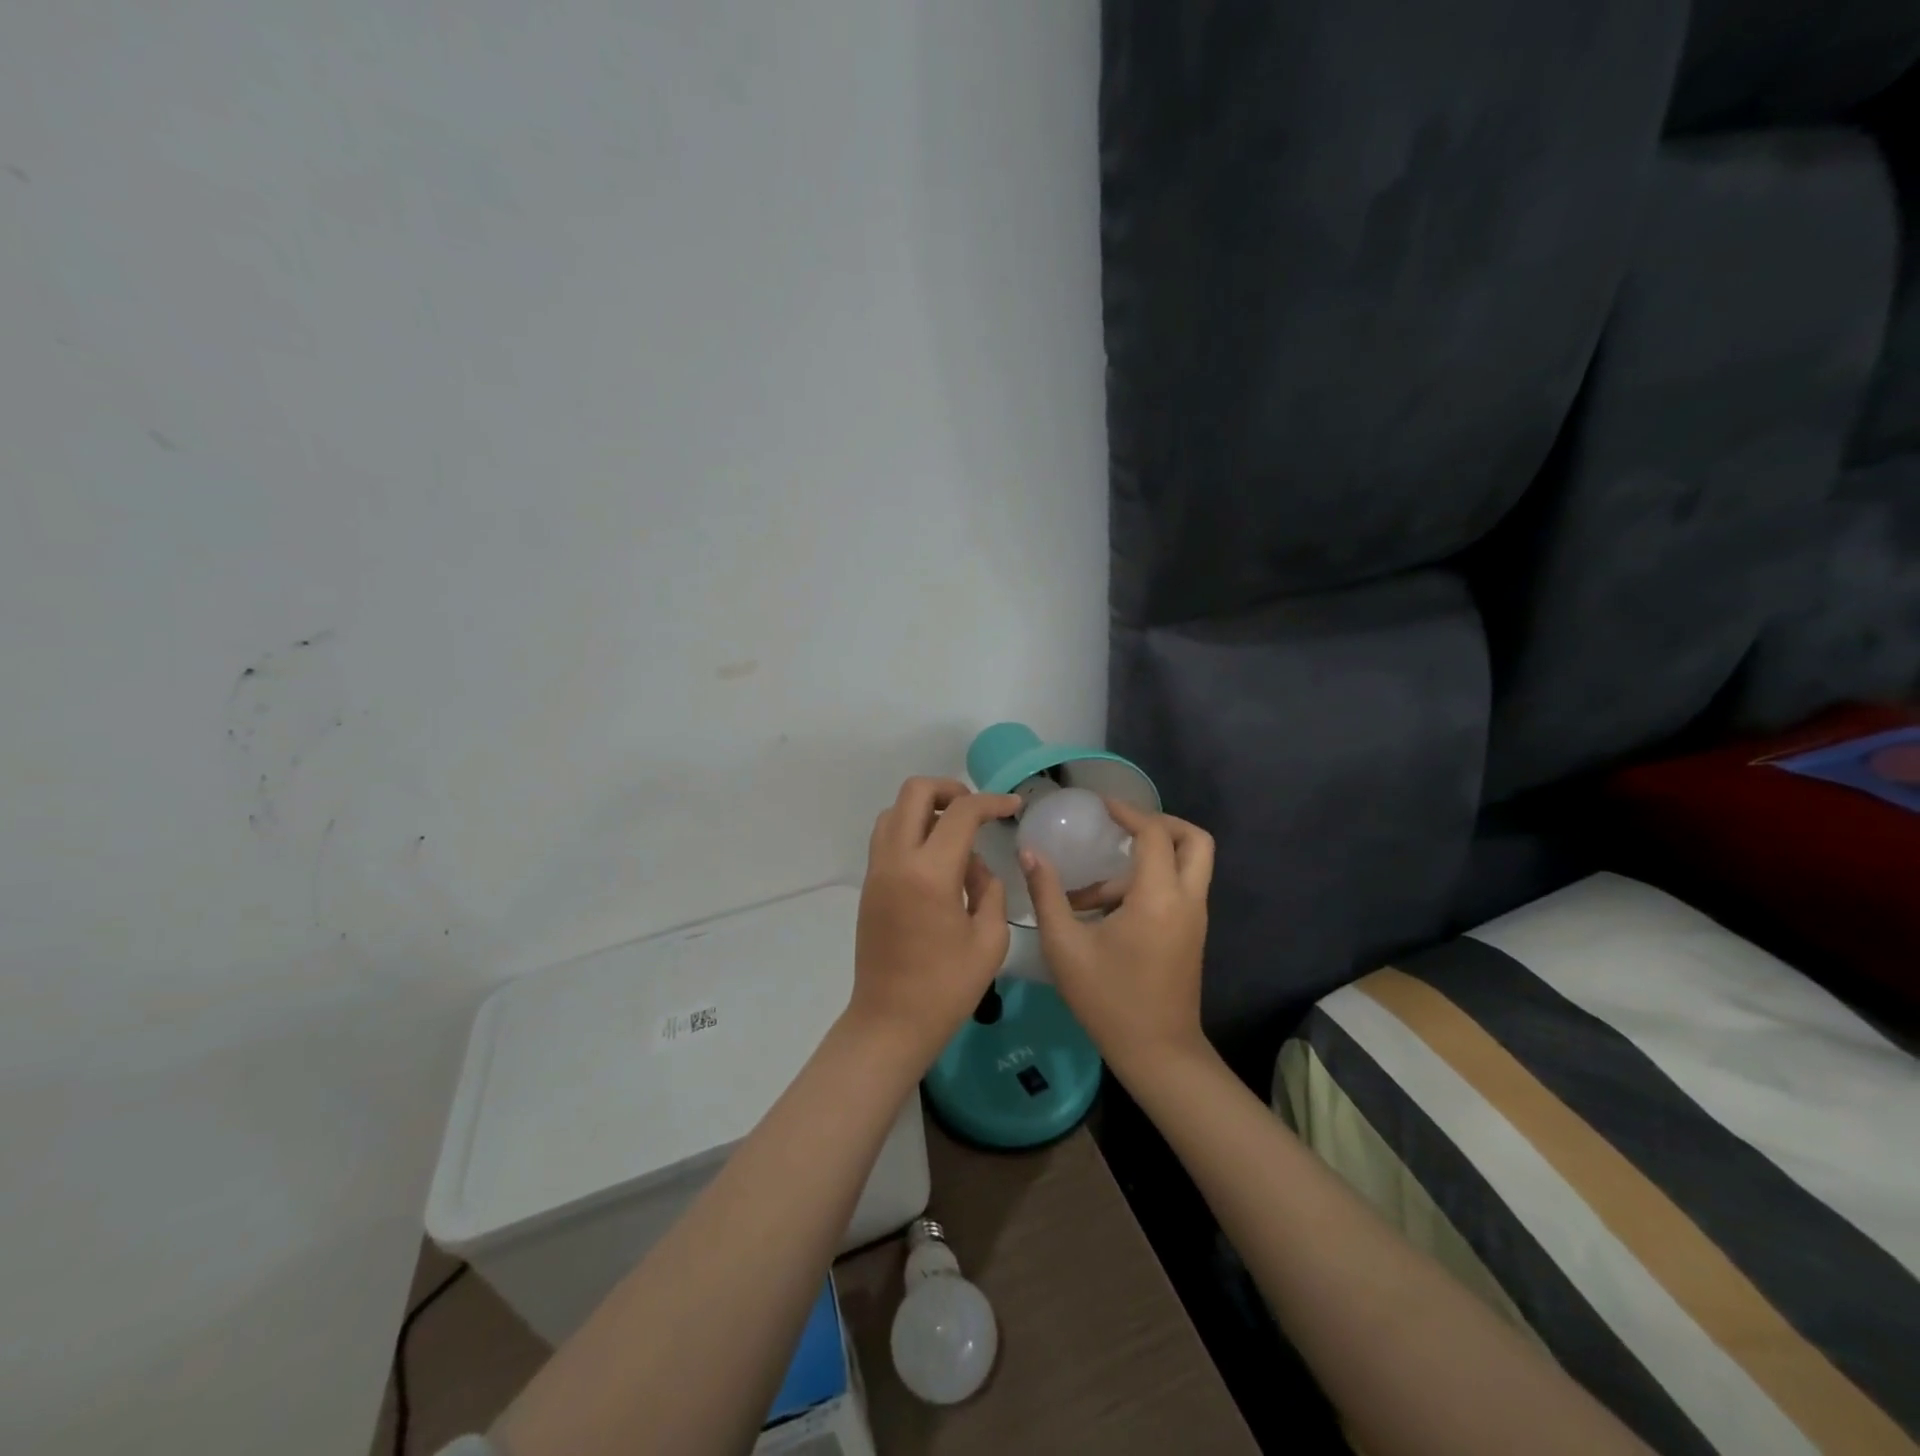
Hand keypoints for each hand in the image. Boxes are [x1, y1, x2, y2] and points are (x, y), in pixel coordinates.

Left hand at [848, 777, 1022, 1068]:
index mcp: (930, 874)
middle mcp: (896, 861)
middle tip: (977, 810)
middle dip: (950, 788)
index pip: (961, 813)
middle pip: (915, 792)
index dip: (992, 802)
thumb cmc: (946, 988)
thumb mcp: (990, 940)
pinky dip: (911, 828)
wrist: (890, 1023)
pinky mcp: (869, 885)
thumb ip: (990, 889)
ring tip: (956, 830)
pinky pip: (887, 836)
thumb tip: (974, 865)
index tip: (1014, 806)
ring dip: (926, 807)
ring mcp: (877, 871)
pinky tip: (937, 856)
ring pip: (894, 810)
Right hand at [1020, 799, 1213, 1078]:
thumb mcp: (1065, 946)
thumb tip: (1029, 853)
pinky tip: (1106, 910)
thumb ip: (1047, 894)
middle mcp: (1186, 900)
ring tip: (1092, 889)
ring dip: (1148, 860)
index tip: (1101, 806)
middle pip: (1195, 840)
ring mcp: (1195, 919)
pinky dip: (1151, 882)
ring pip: (1188, 866)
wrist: (1158, 1053)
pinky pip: (1180, 889)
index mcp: (1158, 897)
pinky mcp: (1192, 935)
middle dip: (1161, 824)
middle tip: (1122, 827)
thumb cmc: (1108, 999)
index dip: (1129, 812)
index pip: (1154, 834)